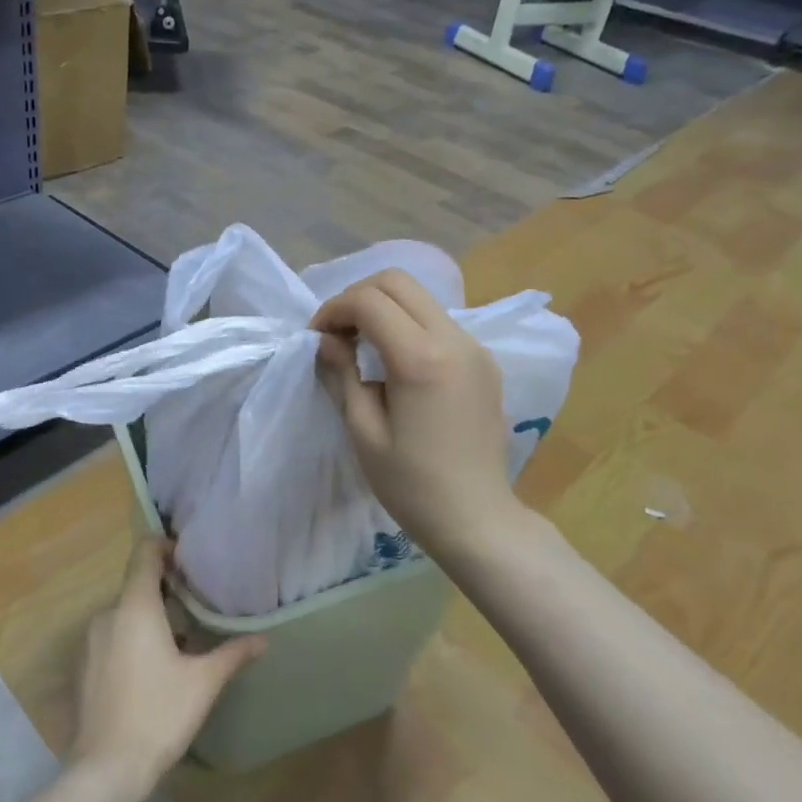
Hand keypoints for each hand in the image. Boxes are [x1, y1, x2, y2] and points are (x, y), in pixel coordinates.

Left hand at [69, 540, 265, 801]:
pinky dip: (132, 637)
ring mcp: (91, 641)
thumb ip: (232, 653)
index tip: (187, 556)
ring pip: (124, 613)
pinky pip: (111, 635)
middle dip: (164, 588)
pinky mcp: (83, 666)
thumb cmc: (158, 715)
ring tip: (180, 636)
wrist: (106, 770)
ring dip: (149, 616)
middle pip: (136, 584)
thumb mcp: (203, 683)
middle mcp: (107, 614)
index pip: (144, 554)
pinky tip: (152, 666)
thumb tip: (263, 638)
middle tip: (195, 601)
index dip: (164, 546)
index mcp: (135, 607)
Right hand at [310, 269, 522, 559]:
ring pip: (421, 297)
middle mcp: (454, 340)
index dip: (334, 310)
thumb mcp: (364, 432)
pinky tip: (394, 361)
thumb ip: (342, 375)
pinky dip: (408, 324)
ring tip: (361, 345)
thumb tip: (327, 340)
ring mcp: (475, 348)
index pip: (370, 301)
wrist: (477, 519)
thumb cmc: (412, 485)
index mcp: (421, 359)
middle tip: (337, 333)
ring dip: (384, 308)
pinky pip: (438, 321)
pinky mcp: (484, 361)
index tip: (317, 338)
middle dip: (358, 297)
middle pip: (398, 282)